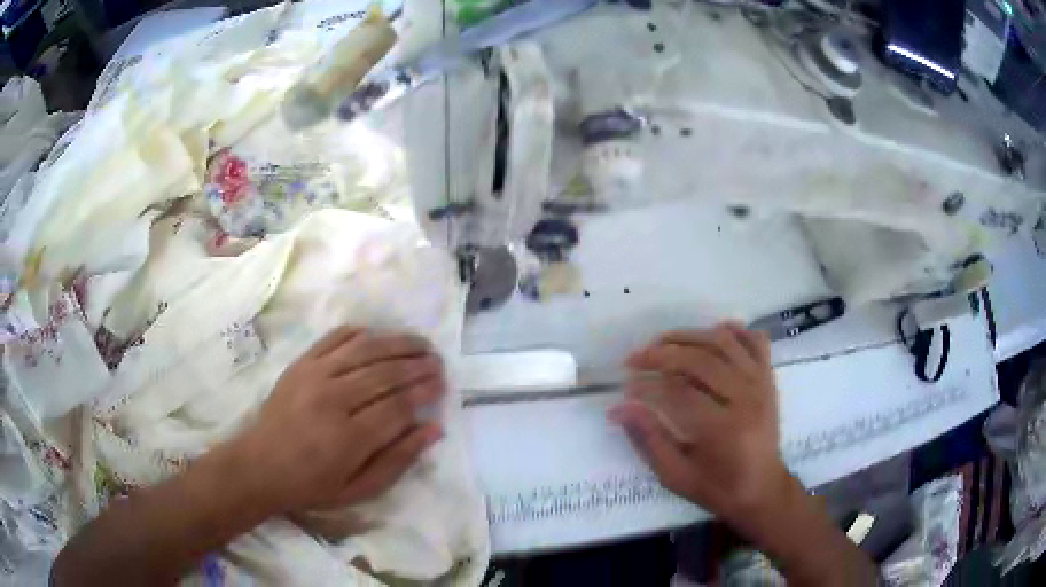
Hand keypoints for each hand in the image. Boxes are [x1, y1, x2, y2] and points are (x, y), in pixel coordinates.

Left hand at [228, 327, 445, 513]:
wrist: (259, 466)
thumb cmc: (311, 485)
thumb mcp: (359, 490)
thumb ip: (398, 461)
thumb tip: (433, 429)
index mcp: (348, 438)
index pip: (398, 406)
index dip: (424, 393)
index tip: (443, 386)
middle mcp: (332, 399)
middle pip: (385, 373)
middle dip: (417, 366)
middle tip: (438, 363)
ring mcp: (314, 376)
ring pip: (365, 350)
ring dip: (397, 344)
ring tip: (420, 344)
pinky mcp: (300, 363)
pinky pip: (334, 338)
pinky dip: (359, 333)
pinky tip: (377, 335)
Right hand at [609, 323, 788, 525]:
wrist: (763, 490)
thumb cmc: (717, 488)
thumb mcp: (676, 475)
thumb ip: (648, 439)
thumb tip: (618, 408)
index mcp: (724, 428)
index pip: (678, 392)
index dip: (647, 385)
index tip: (625, 387)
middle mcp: (746, 398)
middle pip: (700, 360)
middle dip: (661, 354)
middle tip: (635, 359)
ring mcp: (761, 384)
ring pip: (724, 343)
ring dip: (689, 336)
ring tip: (662, 342)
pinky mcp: (768, 378)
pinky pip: (754, 342)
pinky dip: (734, 331)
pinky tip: (712, 332)